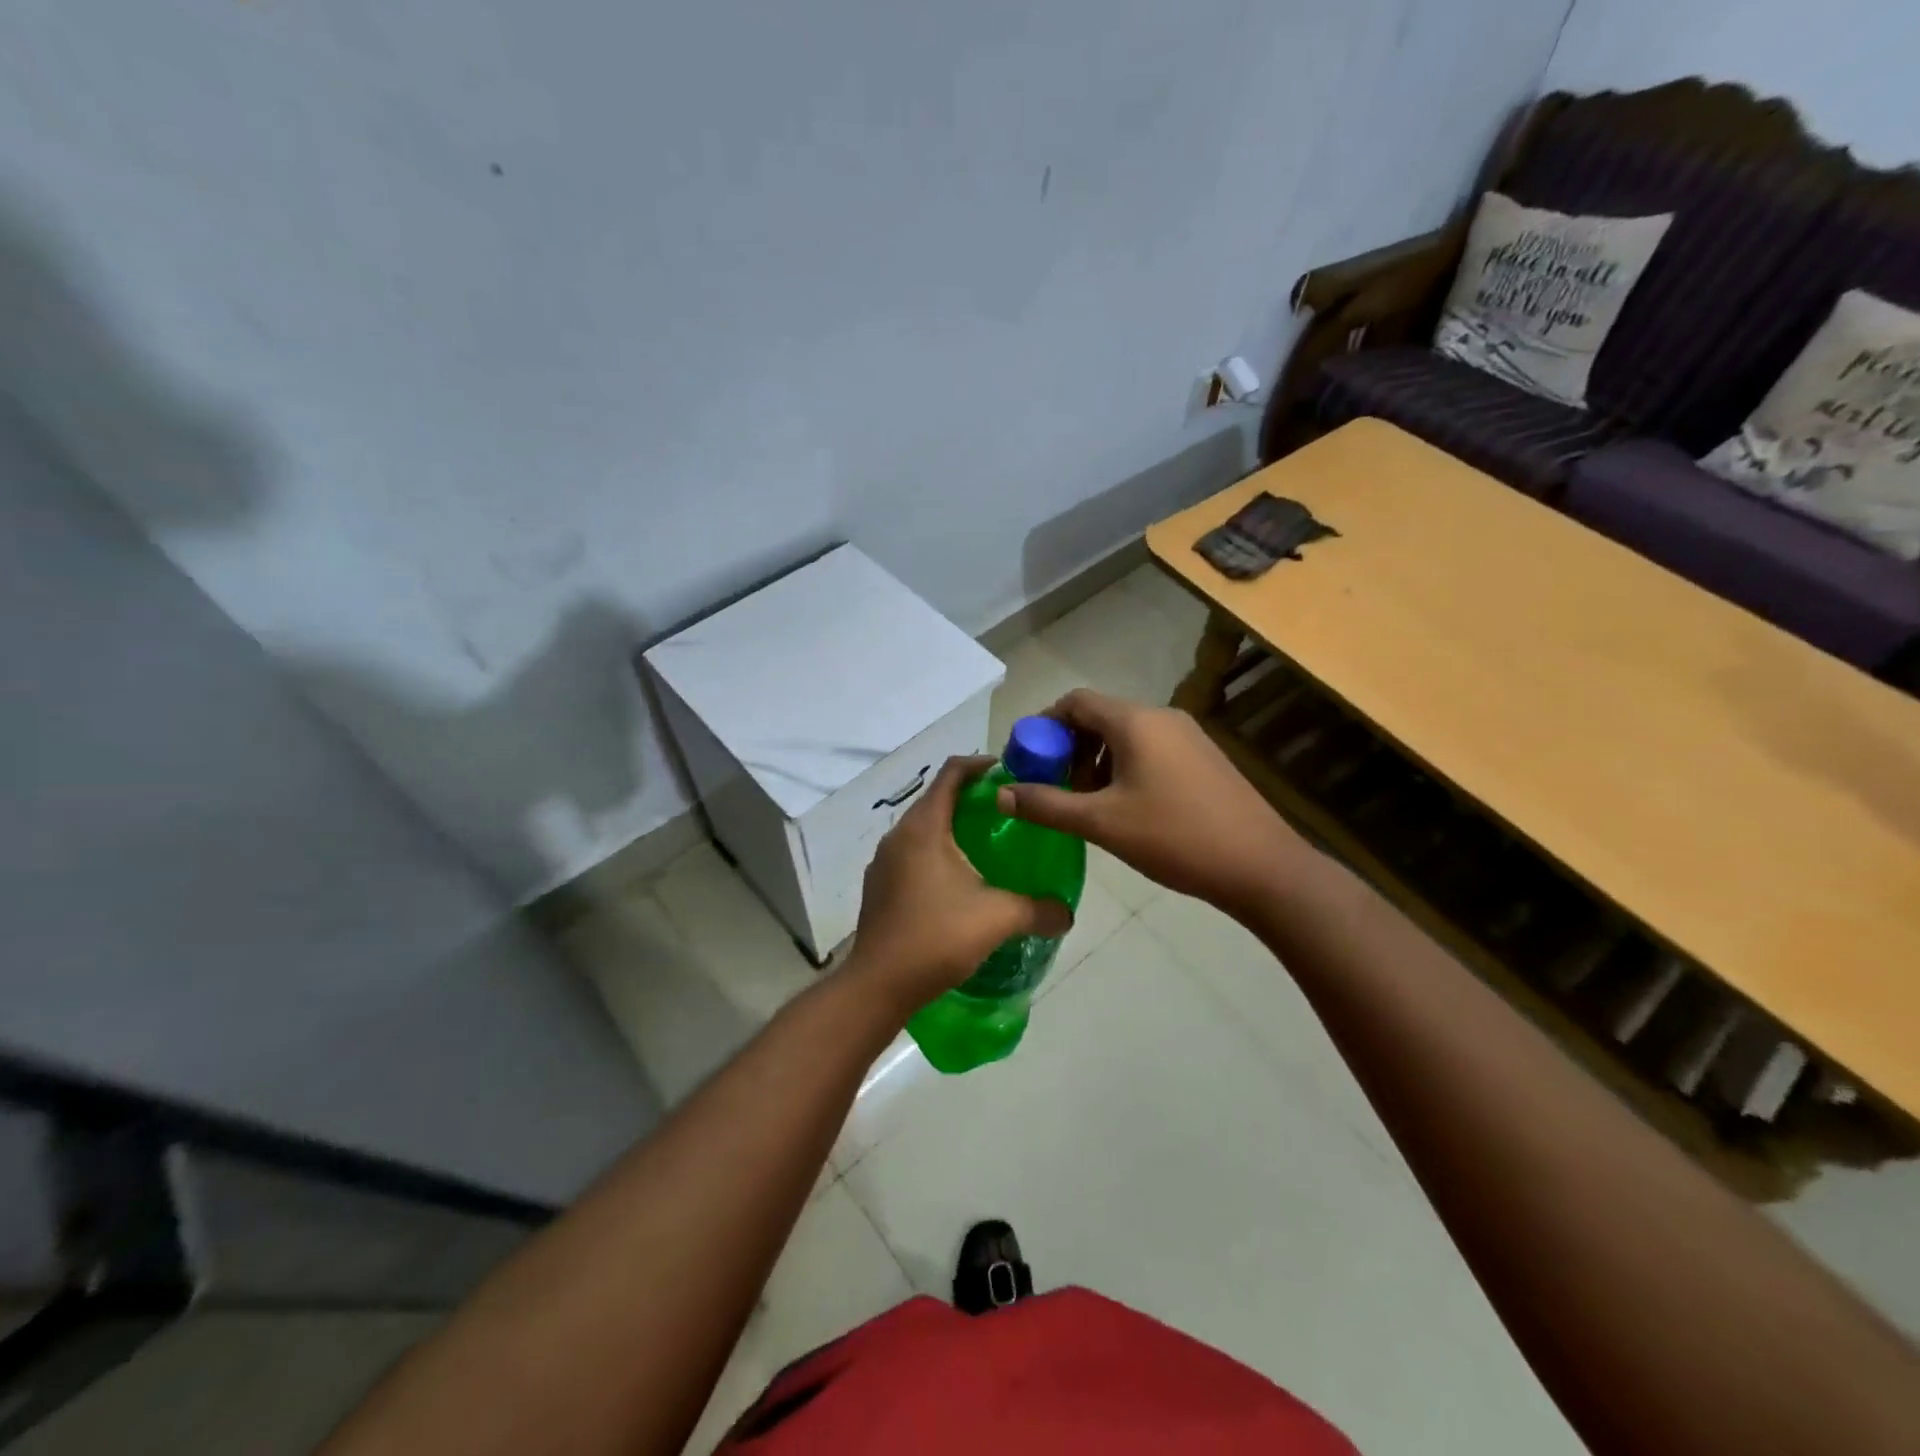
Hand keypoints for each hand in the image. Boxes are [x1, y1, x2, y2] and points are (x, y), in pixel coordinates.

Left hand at [845, 756, 1073, 1011]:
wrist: (878, 984)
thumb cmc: (937, 937)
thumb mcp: (997, 919)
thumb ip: (1038, 910)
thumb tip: (1068, 913)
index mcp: (924, 828)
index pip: (951, 773)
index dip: (980, 765)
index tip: (1009, 772)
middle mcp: (898, 835)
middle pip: (936, 798)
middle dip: (970, 797)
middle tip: (1006, 811)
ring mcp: (884, 861)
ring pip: (922, 828)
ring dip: (952, 826)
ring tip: (986, 845)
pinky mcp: (879, 885)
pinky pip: (911, 853)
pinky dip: (936, 851)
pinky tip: (958, 881)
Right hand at [997, 689, 1305, 915]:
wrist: (1261, 866)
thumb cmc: (1175, 837)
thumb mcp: (1101, 823)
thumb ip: (1047, 805)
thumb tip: (1001, 794)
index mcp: (1135, 722)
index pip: (1075, 701)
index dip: (1043, 725)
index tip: (1027, 759)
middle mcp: (1162, 717)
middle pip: (1099, 716)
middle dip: (1068, 748)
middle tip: (1053, 787)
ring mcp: (1188, 736)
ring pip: (1125, 735)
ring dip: (1095, 760)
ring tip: (1086, 802)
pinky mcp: (1203, 758)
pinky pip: (1150, 749)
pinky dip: (1124, 767)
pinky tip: (1124, 807)